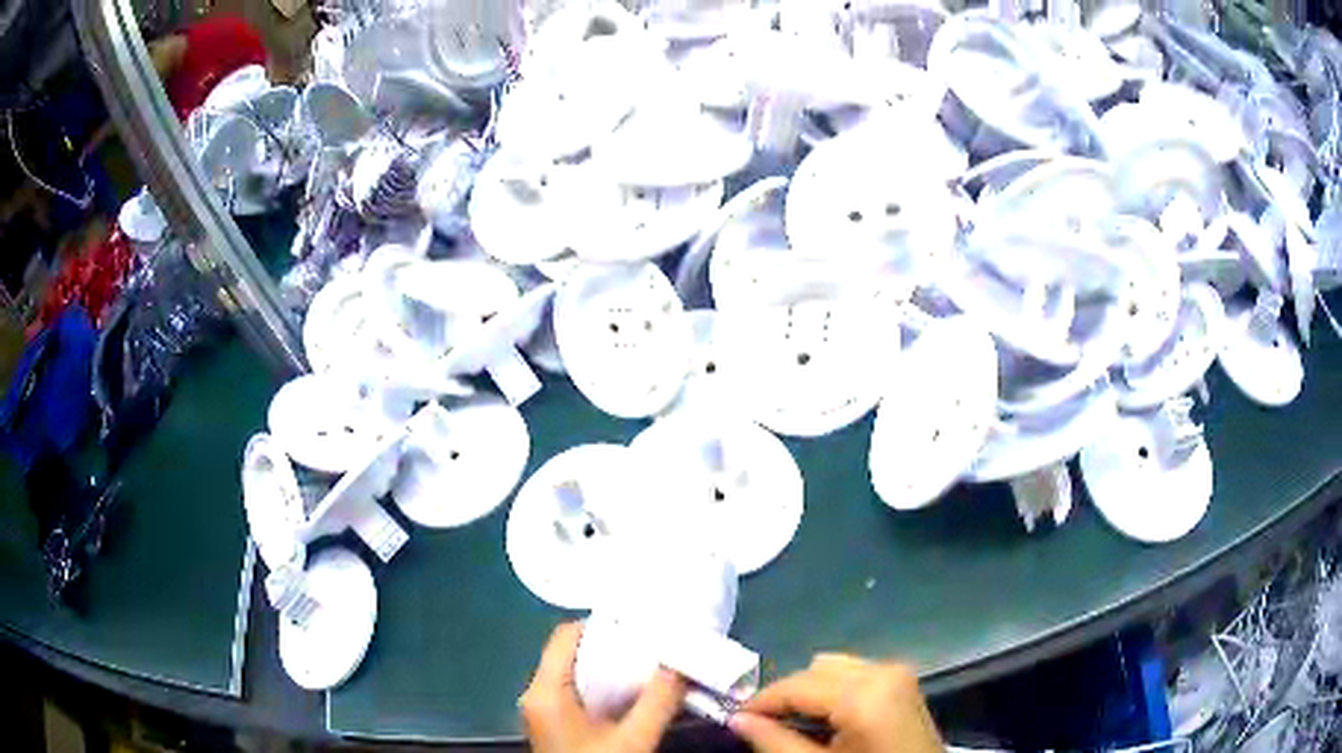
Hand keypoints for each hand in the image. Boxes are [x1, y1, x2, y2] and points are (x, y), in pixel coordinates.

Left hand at [521, 621, 686, 752]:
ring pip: (573, 672)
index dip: (602, 624)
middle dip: (611, 645)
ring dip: (609, 667)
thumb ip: (658, 701)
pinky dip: (601, 686)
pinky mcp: (553, 723)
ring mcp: (542, 710)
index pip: (566, 636)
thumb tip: (681, 661)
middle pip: (569, 653)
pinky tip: (632, 692)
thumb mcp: (633, 740)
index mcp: (545, 691)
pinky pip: (574, 691)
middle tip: (653, 643)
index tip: (642, 624)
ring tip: (649, 663)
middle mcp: (536, 694)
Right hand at [730, 654, 941, 752]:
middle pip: (815, 670)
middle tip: (762, 727)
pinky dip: (833, 692)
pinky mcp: (904, 683)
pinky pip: (856, 675)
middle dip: (786, 696)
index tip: (732, 719)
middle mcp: (883, 671)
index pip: (796, 685)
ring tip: (794, 726)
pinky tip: (826, 721)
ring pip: (835, 668)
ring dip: (809, 692)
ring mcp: (898, 674)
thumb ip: (775, 742)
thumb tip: (737, 719)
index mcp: (865, 693)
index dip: (759, 702)